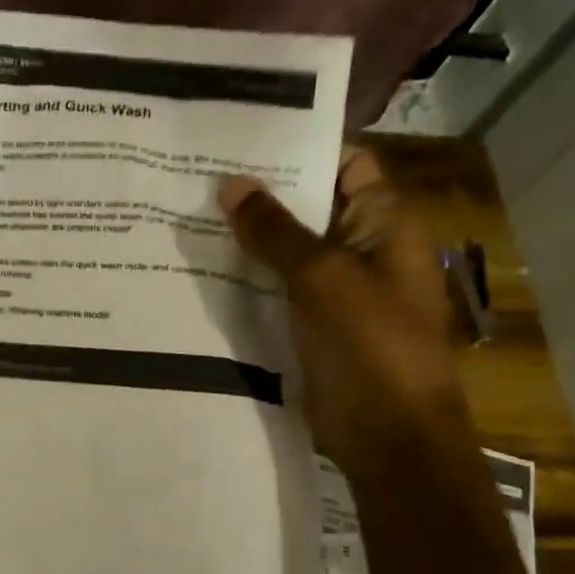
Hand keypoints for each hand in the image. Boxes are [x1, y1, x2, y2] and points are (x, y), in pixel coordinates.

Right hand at [219, 149, 469, 473]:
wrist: (388, 435)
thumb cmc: (369, 345)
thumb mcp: (321, 277)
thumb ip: (275, 231)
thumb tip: (232, 184)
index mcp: (383, 223)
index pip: (343, 163)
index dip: (298, 147)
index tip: (240, 138)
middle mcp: (361, 248)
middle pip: (308, 207)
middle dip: (260, 193)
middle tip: (196, 174)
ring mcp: (336, 290)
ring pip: (287, 252)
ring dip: (247, 239)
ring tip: (186, 214)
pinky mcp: (312, 325)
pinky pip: (277, 291)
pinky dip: (246, 280)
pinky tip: (200, 270)